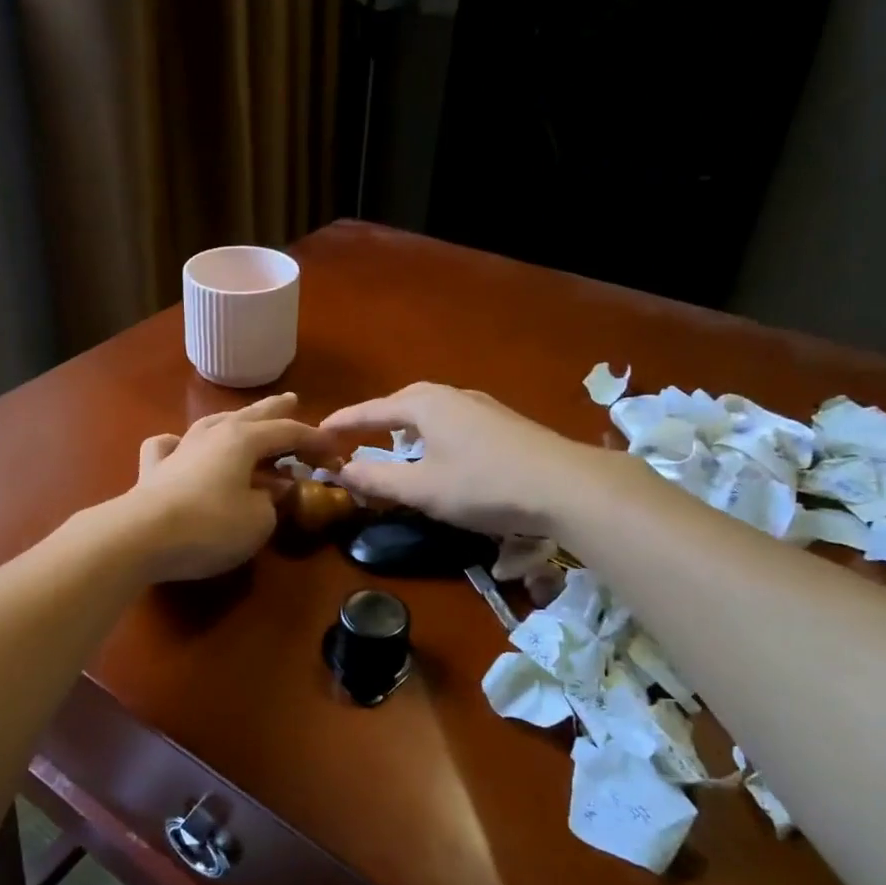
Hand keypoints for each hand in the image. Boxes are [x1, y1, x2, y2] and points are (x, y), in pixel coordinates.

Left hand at [117, 394, 336, 581]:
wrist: (140, 537)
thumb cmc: (211, 526)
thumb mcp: (258, 520)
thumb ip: (272, 501)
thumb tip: (272, 490)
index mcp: (243, 440)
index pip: (288, 433)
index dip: (314, 439)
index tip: (335, 448)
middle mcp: (211, 435)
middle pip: (250, 416)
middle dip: (275, 410)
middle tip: (292, 399)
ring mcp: (179, 450)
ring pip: (211, 424)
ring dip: (233, 420)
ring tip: (244, 418)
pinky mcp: (152, 471)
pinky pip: (167, 446)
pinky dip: (178, 443)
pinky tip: (180, 444)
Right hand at [323, 383, 603, 537]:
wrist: (567, 486)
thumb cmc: (484, 485)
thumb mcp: (422, 489)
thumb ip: (377, 480)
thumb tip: (340, 472)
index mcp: (424, 404)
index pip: (370, 410)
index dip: (341, 423)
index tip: (317, 432)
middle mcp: (451, 395)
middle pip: (400, 403)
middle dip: (374, 420)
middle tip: (351, 439)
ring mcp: (481, 406)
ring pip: (429, 411)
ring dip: (404, 426)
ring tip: (392, 445)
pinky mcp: (503, 423)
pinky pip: (451, 421)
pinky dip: (431, 433)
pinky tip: (439, 453)